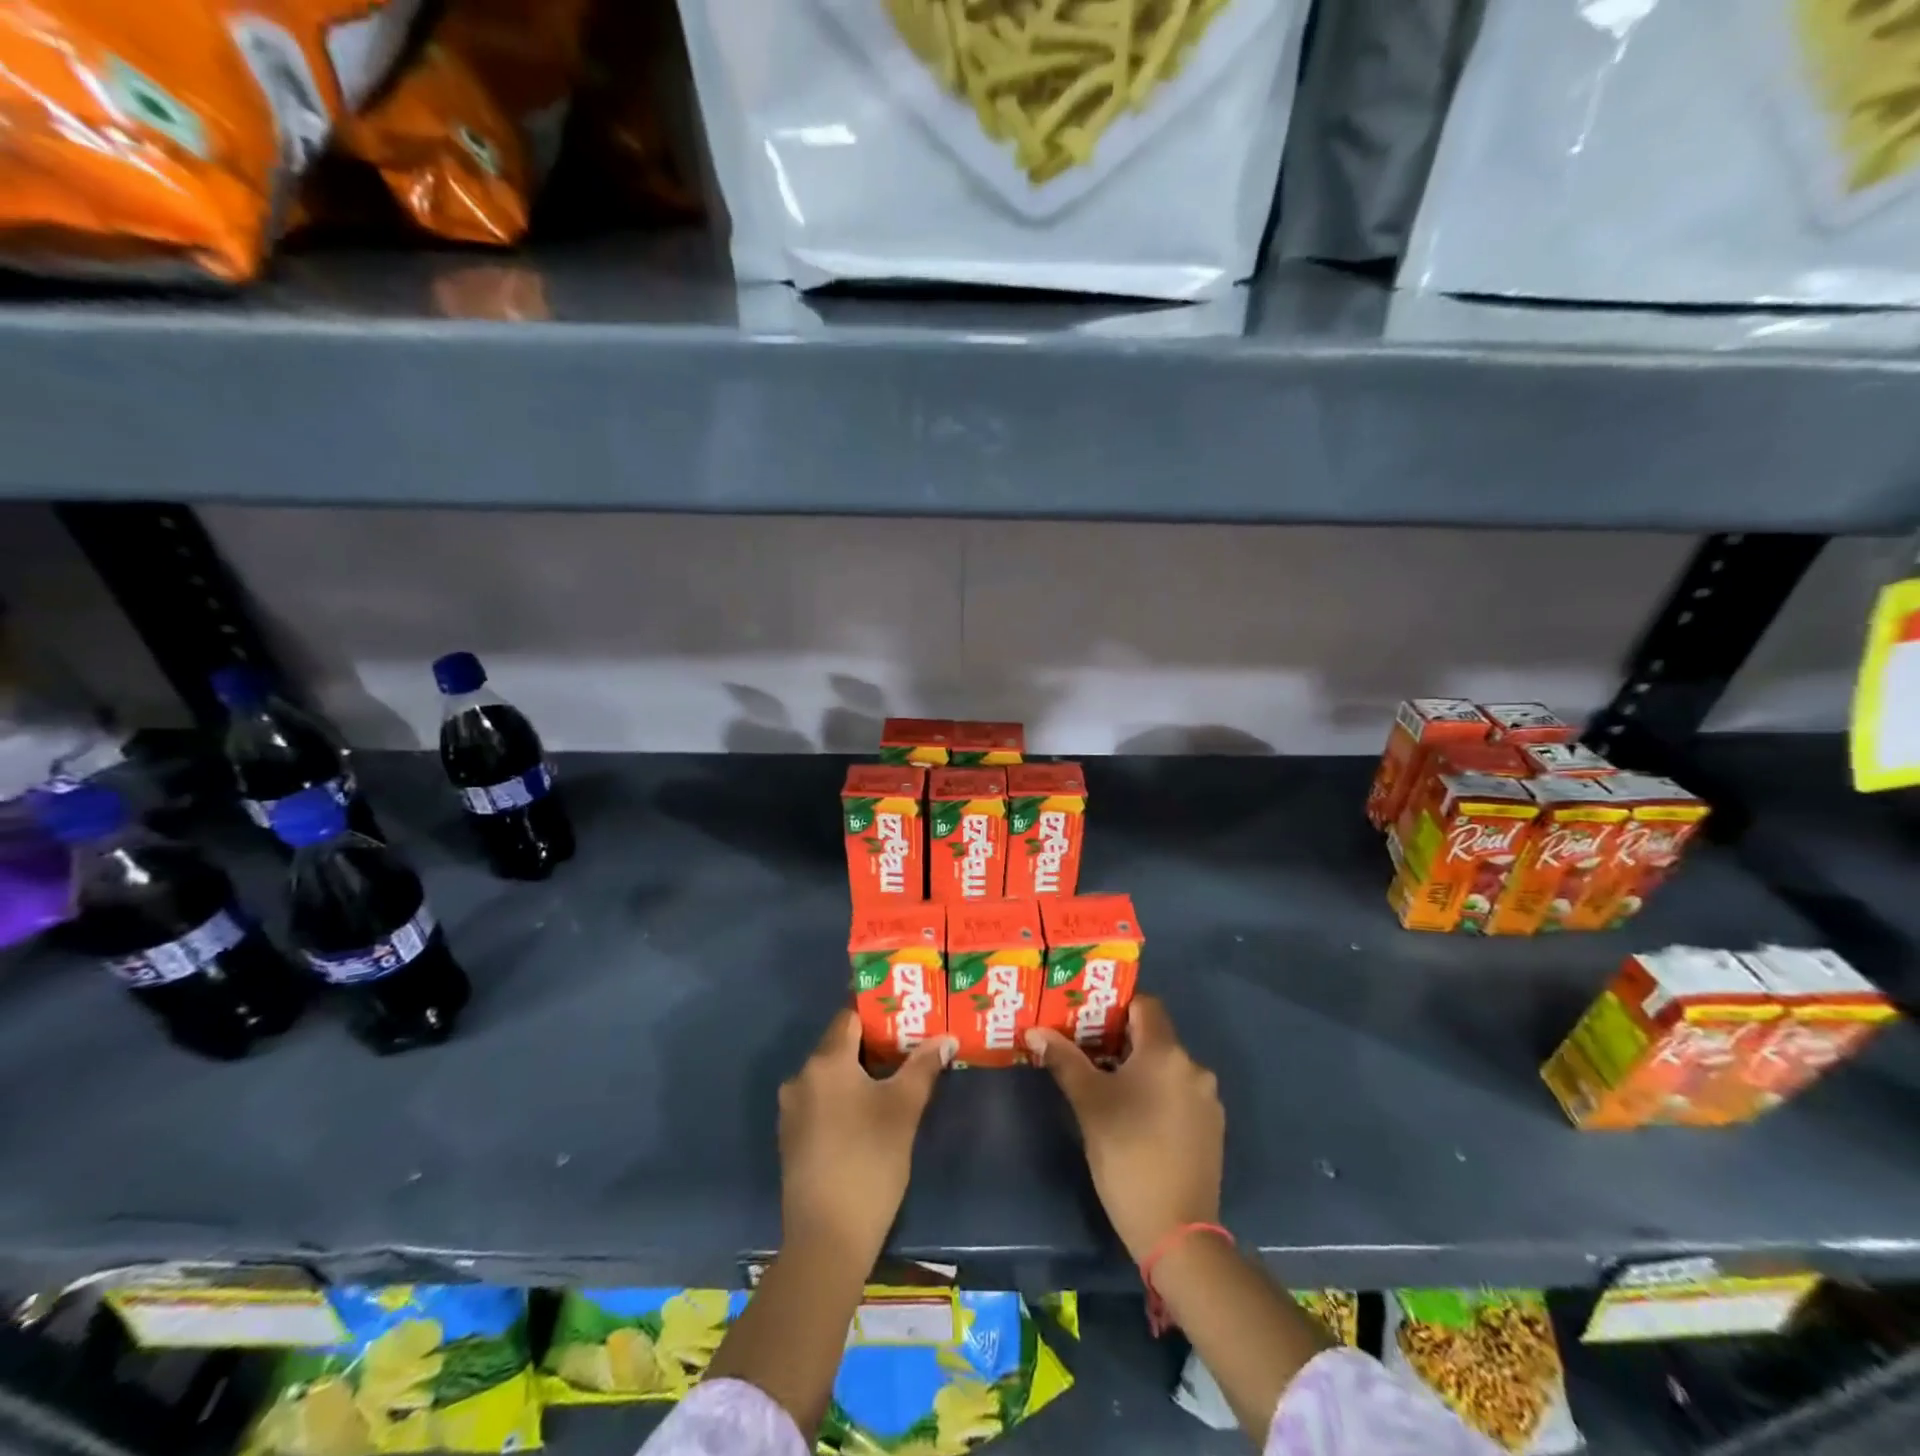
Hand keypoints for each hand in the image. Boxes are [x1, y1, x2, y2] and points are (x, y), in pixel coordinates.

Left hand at [778, 1009, 953, 1264]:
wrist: (826, 1240)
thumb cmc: (869, 1163)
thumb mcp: (904, 1110)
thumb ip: (924, 1066)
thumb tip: (947, 1037)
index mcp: (825, 1062)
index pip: (850, 1017)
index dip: (878, 1013)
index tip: (906, 1015)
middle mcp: (801, 1077)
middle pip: (839, 1045)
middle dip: (873, 1044)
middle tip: (909, 1046)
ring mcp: (792, 1110)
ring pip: (830, 1075)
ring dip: (859, 1072)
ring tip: (894, 1078)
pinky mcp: (791, 1138)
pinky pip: (820, 1100)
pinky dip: (843, 1097)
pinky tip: (867, 1114)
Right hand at [1026, 996, 1222, 1262]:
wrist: (1177, 1232)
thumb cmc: (1128, 1155)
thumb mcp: (1089, 1104)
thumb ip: (1064, 1060)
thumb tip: (1035, 1031)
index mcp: (1166, 1052)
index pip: (1144, 1004)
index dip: (1115, 1005)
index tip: (1087, 1017)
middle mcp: (1194, 1067)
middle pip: (1154, 1036)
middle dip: (1120, 1039)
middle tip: (1085, 1050)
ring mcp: (1207, 1099)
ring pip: (1166, 1067)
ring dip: (1138, 1068)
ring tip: (1105, 1085)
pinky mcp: (1211, 1128)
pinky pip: (1179, 1093)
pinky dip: (1157, 1093)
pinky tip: (1134, 1117)